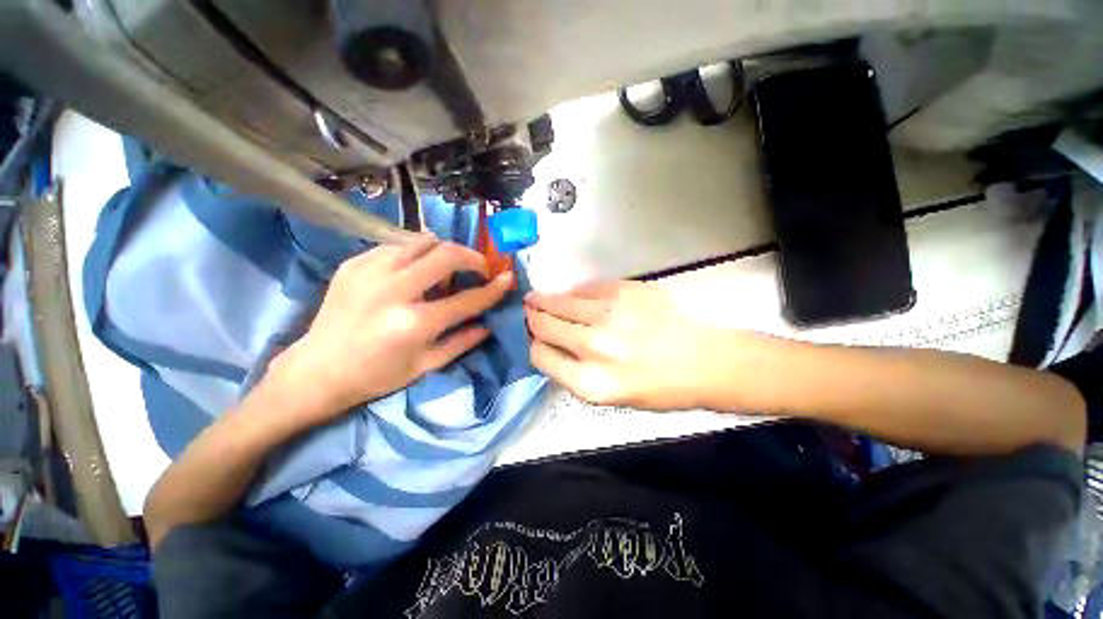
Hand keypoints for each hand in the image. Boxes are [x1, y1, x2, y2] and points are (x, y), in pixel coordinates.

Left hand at [266, 237, 512, 429]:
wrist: (317, 370)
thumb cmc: (376, 375)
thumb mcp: (425, 366)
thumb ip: (462, 342)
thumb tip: (488, 324)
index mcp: (414, 323)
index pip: (467, 299)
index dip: (493, 288)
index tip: (507, 278)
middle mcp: (394, 291)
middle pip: (447, 255)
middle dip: (473, 257)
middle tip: (479, 268)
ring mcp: (370, 272)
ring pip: (422, 241)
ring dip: (444, 251)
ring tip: (445, 268)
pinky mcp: (354, 264)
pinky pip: (397, 245)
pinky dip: (415, 253)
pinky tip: (414, 270)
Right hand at [524, 281, 750, 409]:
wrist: (706, 360)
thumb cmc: (661, 387)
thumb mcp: (612, 397)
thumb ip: (575, 373)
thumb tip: (550, 346)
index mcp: (590, 382)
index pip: (540, 356)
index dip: (531, 344)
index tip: (531, 336)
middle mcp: (594, 347)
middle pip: (544, 325)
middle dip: (531, 317)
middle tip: (526, 309)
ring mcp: (609, 314)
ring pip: (560, 302)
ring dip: (544, 299)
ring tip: (536, 297)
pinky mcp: (624, 291)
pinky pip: (586, 289)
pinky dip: (575, 293)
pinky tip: (573, 296)